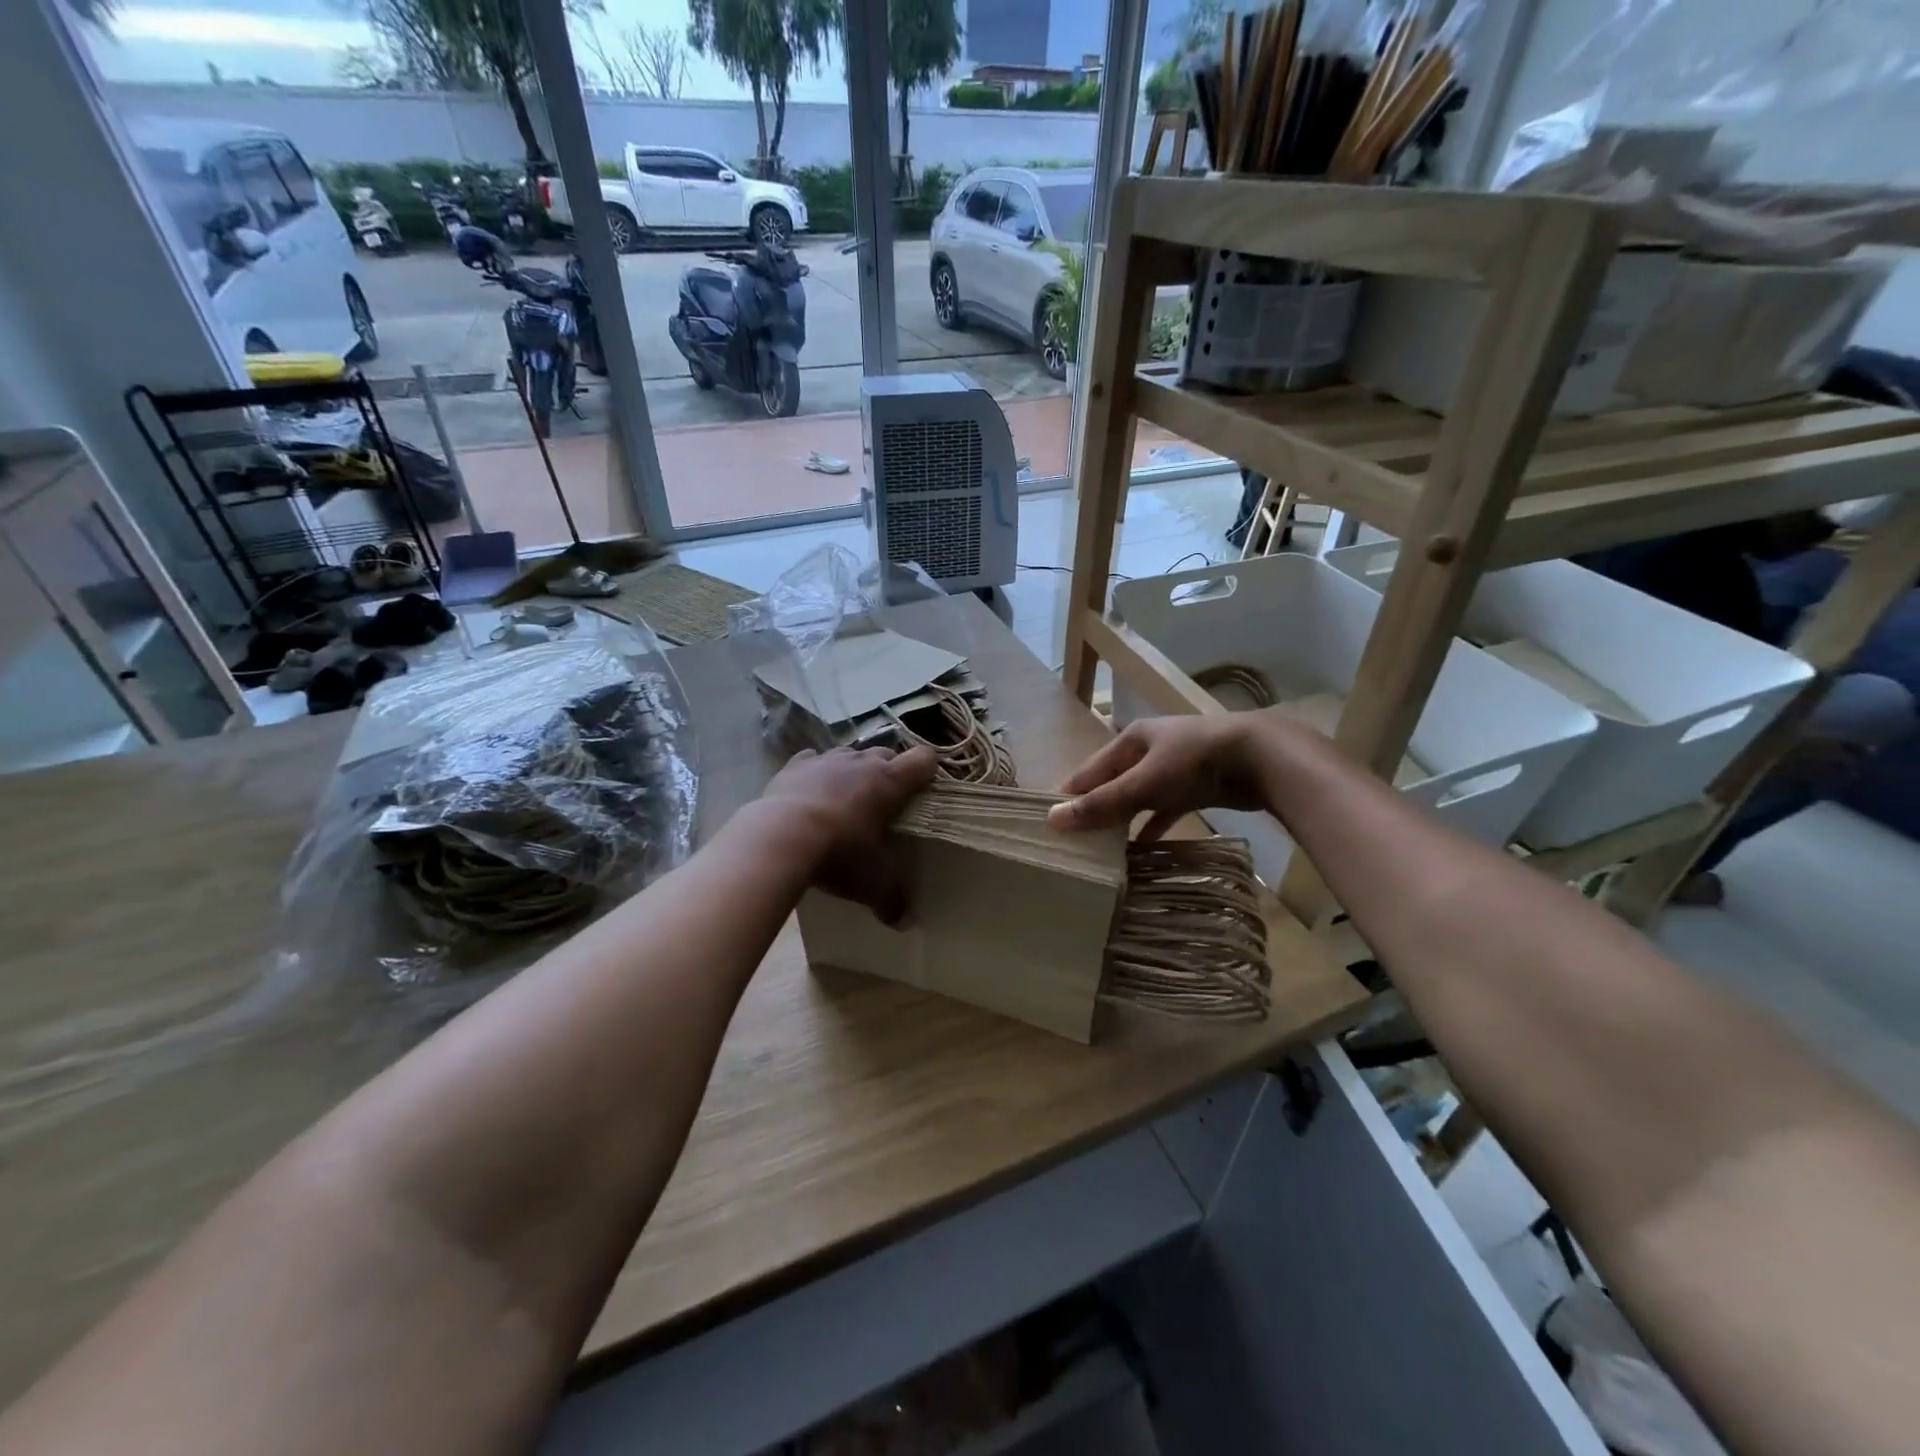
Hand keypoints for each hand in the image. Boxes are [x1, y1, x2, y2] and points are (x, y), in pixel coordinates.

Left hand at [759, 745, 938, 924]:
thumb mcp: (872, 883)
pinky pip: (811, 760)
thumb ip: (893, 901)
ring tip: (846, 799)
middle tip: (884, 803)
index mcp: (890, 782)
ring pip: (849, 754)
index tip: (924, 788)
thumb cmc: (840, 853)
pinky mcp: (794, 765)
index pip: (924, 759)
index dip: (928, 771)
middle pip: (886, 754)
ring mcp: (826, 760)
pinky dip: (815, 772)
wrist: (780, 838)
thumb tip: (907, 924)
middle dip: (889, 773)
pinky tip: (810, 792)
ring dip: (852, 771)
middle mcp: (861, 762)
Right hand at [1048, 714, 1266, 840]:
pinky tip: (1141, 849)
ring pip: (1137, 797)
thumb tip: (1053, 820)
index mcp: (1130, 739)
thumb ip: (1102, 804)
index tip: (1048, 823)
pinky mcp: (1195, 787)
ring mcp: (1174, 768)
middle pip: (1111, 783)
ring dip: (1121, 820)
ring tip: (1101, 849)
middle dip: (1094, 810)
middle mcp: (1148, 750)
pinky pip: (1164, 809)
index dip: (1068, 795)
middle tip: (1073, 842)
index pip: (1088, 770)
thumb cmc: (1194, 762)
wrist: (1263, 758)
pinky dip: (1152, 826)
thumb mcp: (1143, 783)